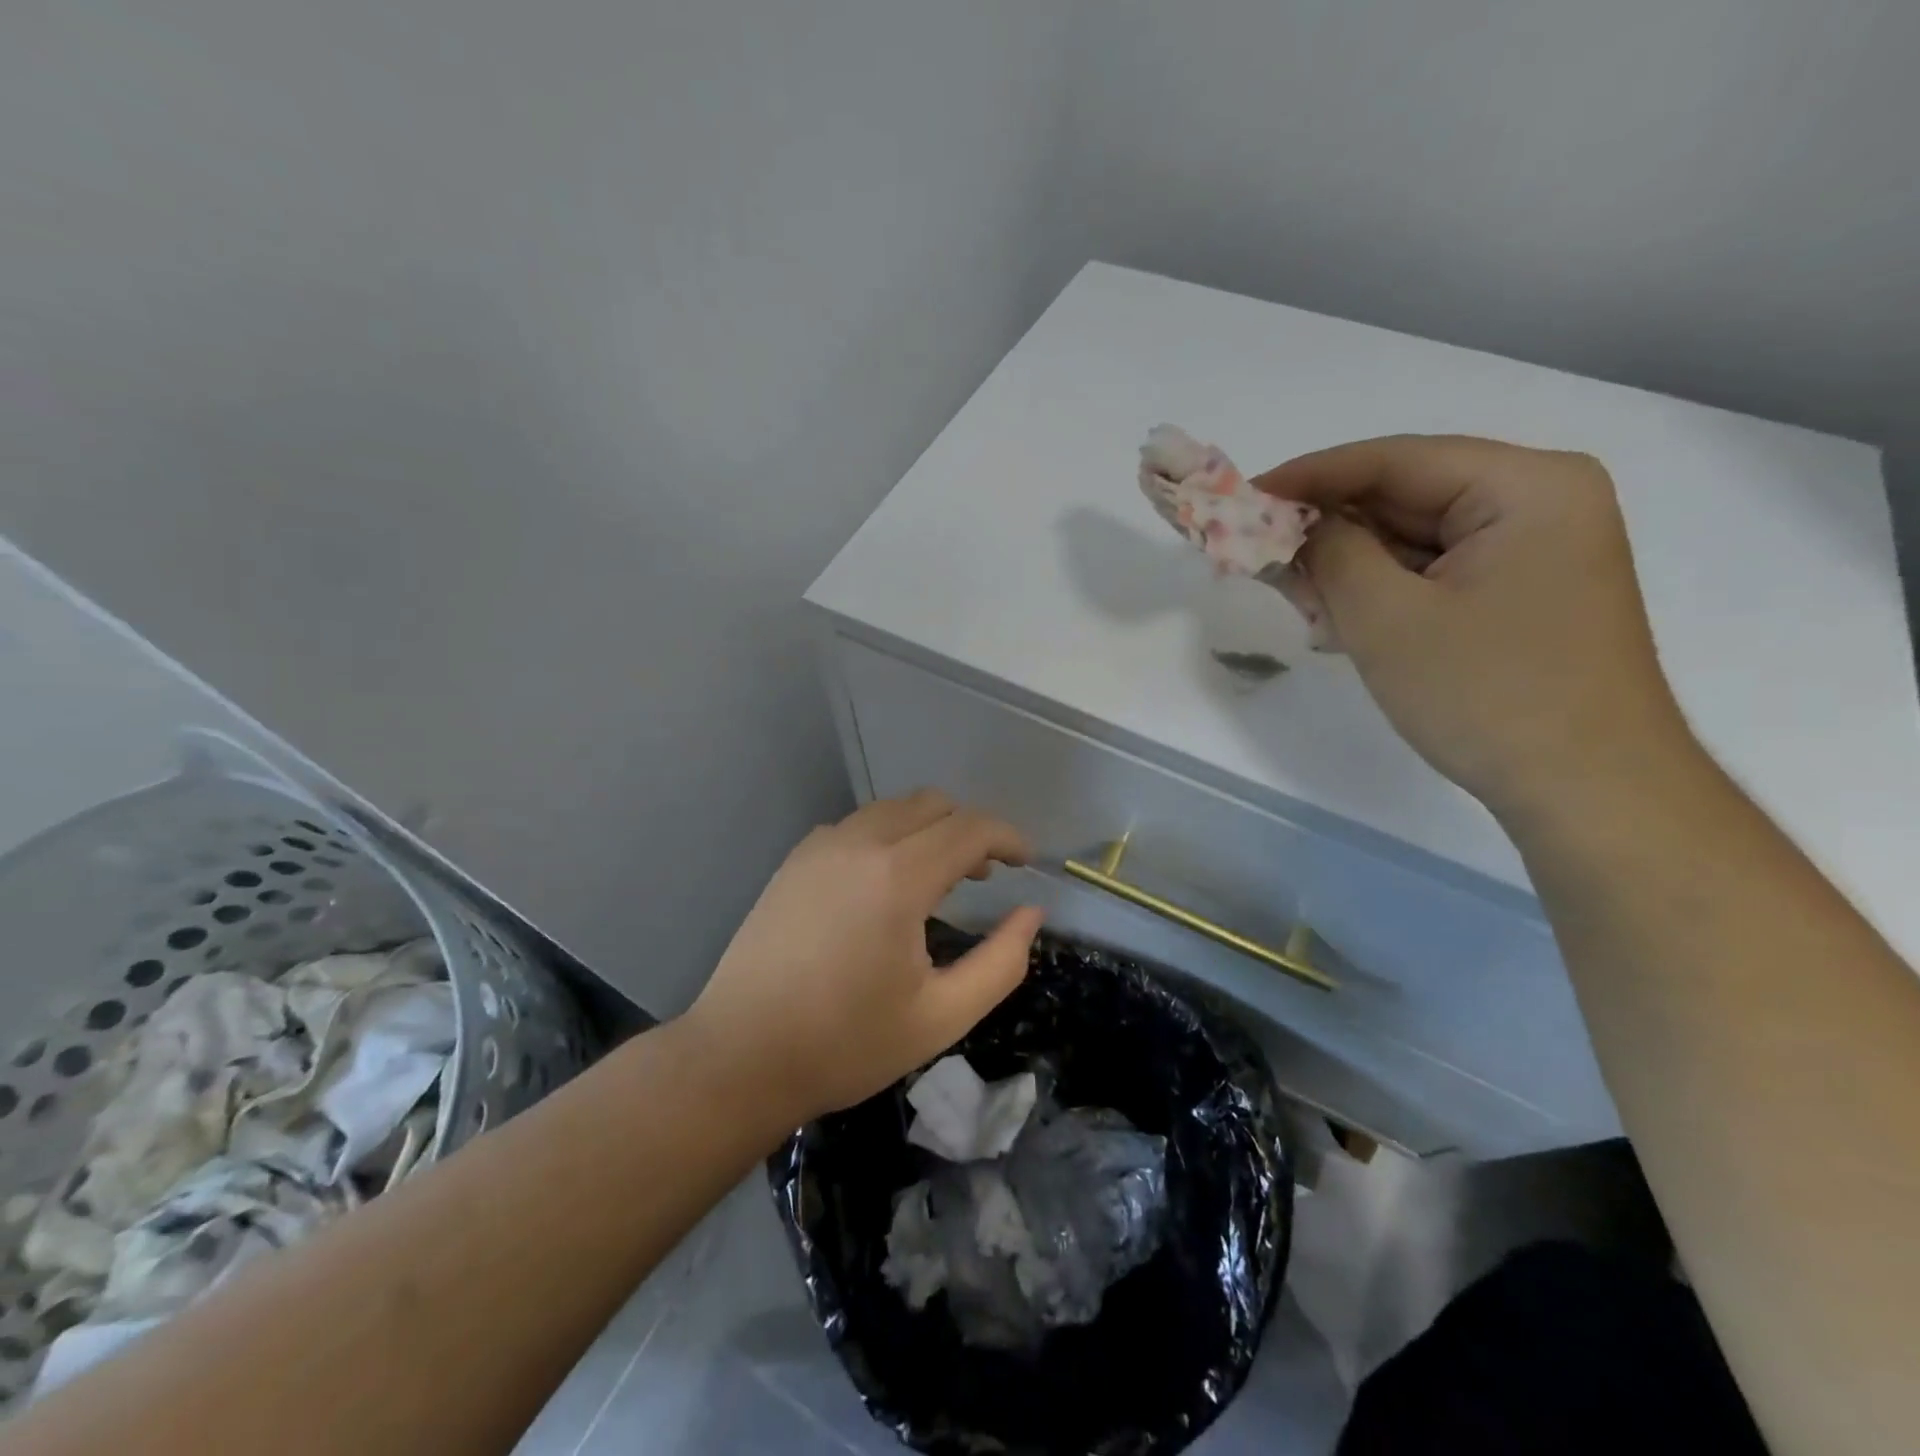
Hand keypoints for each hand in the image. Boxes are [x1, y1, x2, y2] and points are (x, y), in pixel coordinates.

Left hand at [683, 790, 1042, 1123]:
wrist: (740, 1057)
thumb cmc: (847, 1044)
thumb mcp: (942, 1016)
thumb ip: (1001, 962)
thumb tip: (1031, 914)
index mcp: (898, 876)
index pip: (969, 828)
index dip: (1007, 838)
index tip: (1027, 862)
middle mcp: (859, 844)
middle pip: (932, 804)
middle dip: (970, 829)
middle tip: (986, 875)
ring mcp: (820, 847)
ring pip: (892, 809)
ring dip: (929, 828)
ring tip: (941, 877)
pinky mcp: (795, 861)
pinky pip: (857, 825)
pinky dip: (889, 835)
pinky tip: (886, 883)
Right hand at [1255, 436, 1691, 820]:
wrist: (1589, 791)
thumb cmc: (1488, 695)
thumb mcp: (1386, 619)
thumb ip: (1330, 553)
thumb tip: (1290, 523)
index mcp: (1526, 486)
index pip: (1394, 460)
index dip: (1309, 476)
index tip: (1244, 496)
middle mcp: (1540, 503)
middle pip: (1407, 496)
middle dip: (1329, 529)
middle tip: (1261, 556)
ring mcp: (1536, 551)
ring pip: (1416, 539)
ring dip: (1350, 566)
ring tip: (1296, 598)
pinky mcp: (1523, 594)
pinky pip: (1435, 573)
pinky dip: (1383, 591)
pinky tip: (1340, 620)